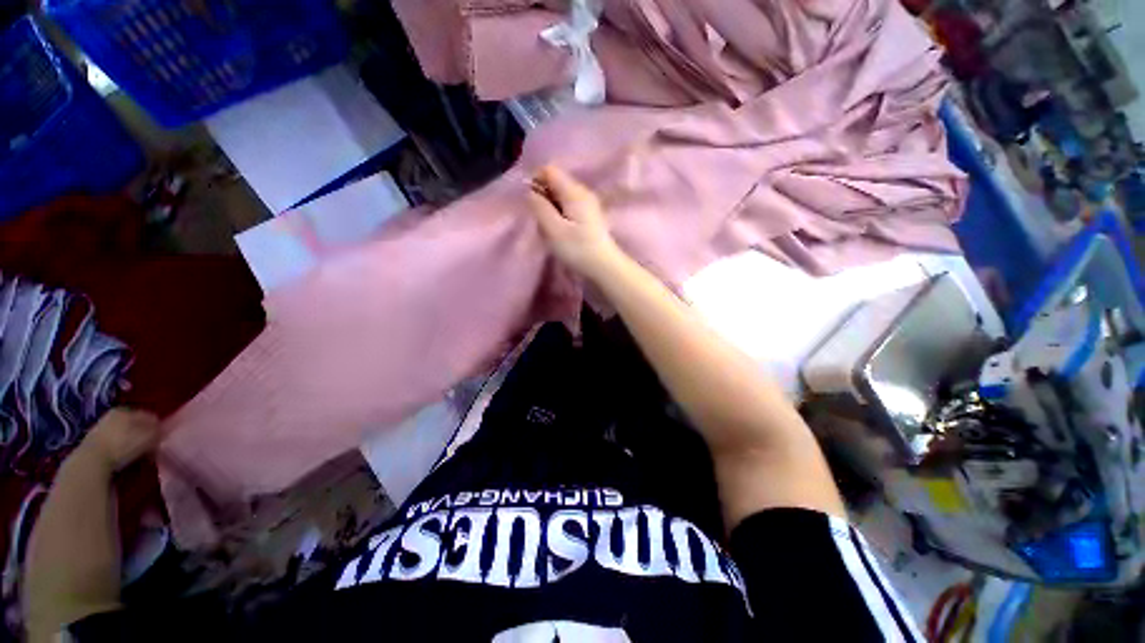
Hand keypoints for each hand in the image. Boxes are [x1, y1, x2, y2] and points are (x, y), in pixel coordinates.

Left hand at [73, 409, 159, 474]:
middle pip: (133, 423)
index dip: (157, 425)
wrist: (91, 461)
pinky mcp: (93, 442)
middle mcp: (112, 415)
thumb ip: (158, 430)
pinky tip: (123, 456)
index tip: (162, 436)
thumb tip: (163, 429)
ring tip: (138, 452)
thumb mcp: (148, 437)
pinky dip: (120, 448)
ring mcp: (100, 428)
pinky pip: (113, 443)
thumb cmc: (123, 445)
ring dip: (130, 441)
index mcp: (126, 410)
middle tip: (151, 444)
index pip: (147, 415)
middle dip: (142, 432)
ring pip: (122, 433)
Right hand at [528, 166, 624, 282]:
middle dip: (543, 196)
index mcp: (574, 192)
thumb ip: (539, 207)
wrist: (604, 266)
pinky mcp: (589, 216)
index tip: (531, 202)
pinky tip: (560, 231)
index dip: (535, 181)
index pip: (549, 170)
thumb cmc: (577, 249)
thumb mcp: (553, 229)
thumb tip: (530, 191)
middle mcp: (582, 192)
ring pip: (561, 196)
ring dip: (551, 207)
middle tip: (540, 219)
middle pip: (556, 182)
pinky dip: (560, 214)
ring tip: (550, 227)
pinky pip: (569, 206)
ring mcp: (588, 204)